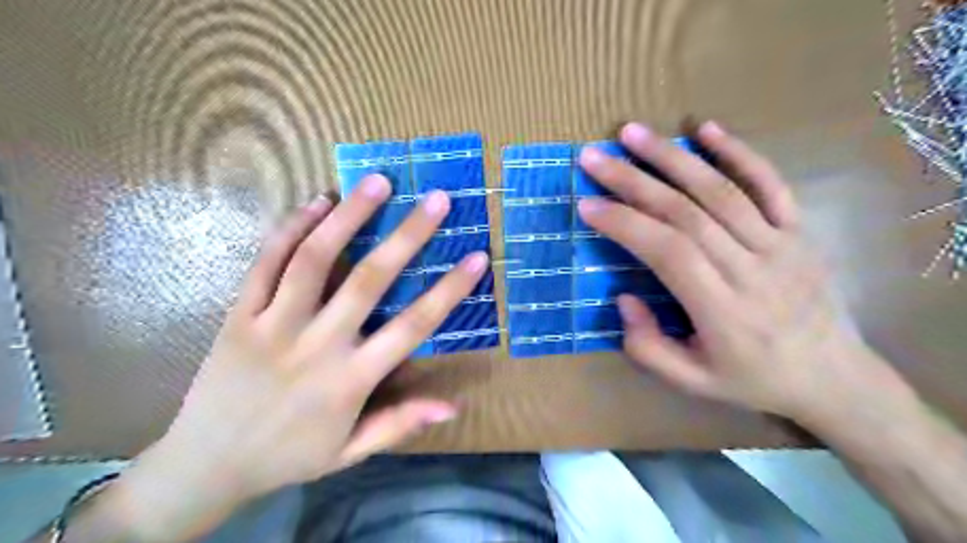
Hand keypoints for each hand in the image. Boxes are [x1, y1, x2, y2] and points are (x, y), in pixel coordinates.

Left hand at [110, 176, 491, 538]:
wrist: (205, 464)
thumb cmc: (289, 455)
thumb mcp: (350, 450)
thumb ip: (400, 424)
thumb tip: (453, 407)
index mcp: (350, 380)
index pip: (413, 327)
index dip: (449, 290)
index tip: (477, 257)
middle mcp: (316, 345)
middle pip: (368, 280)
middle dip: (407, 236)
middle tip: (435, 199)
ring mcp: (273, 325)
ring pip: (313, 259)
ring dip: (348, 216)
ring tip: (377, 182)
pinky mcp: (238, 315)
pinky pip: (266, 262)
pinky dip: (292, 228)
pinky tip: (317, 202)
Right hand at [572, 121, 890, 419]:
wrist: (835, 378)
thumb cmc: (754, 380)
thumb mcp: (692, 383)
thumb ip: (648, 347)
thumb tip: (624, 297)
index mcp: (723, 310)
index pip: (668, 252)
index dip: (625, 224)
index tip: (587, 204)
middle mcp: (752, 269)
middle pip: (686, 213)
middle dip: (633, 181)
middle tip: (594, 158)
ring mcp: (781, 244)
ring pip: (720, 190)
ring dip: (672, 157)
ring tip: (632, 133)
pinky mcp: (800, 230)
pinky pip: (770, 183)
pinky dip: (738, 152)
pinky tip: (706, 128)